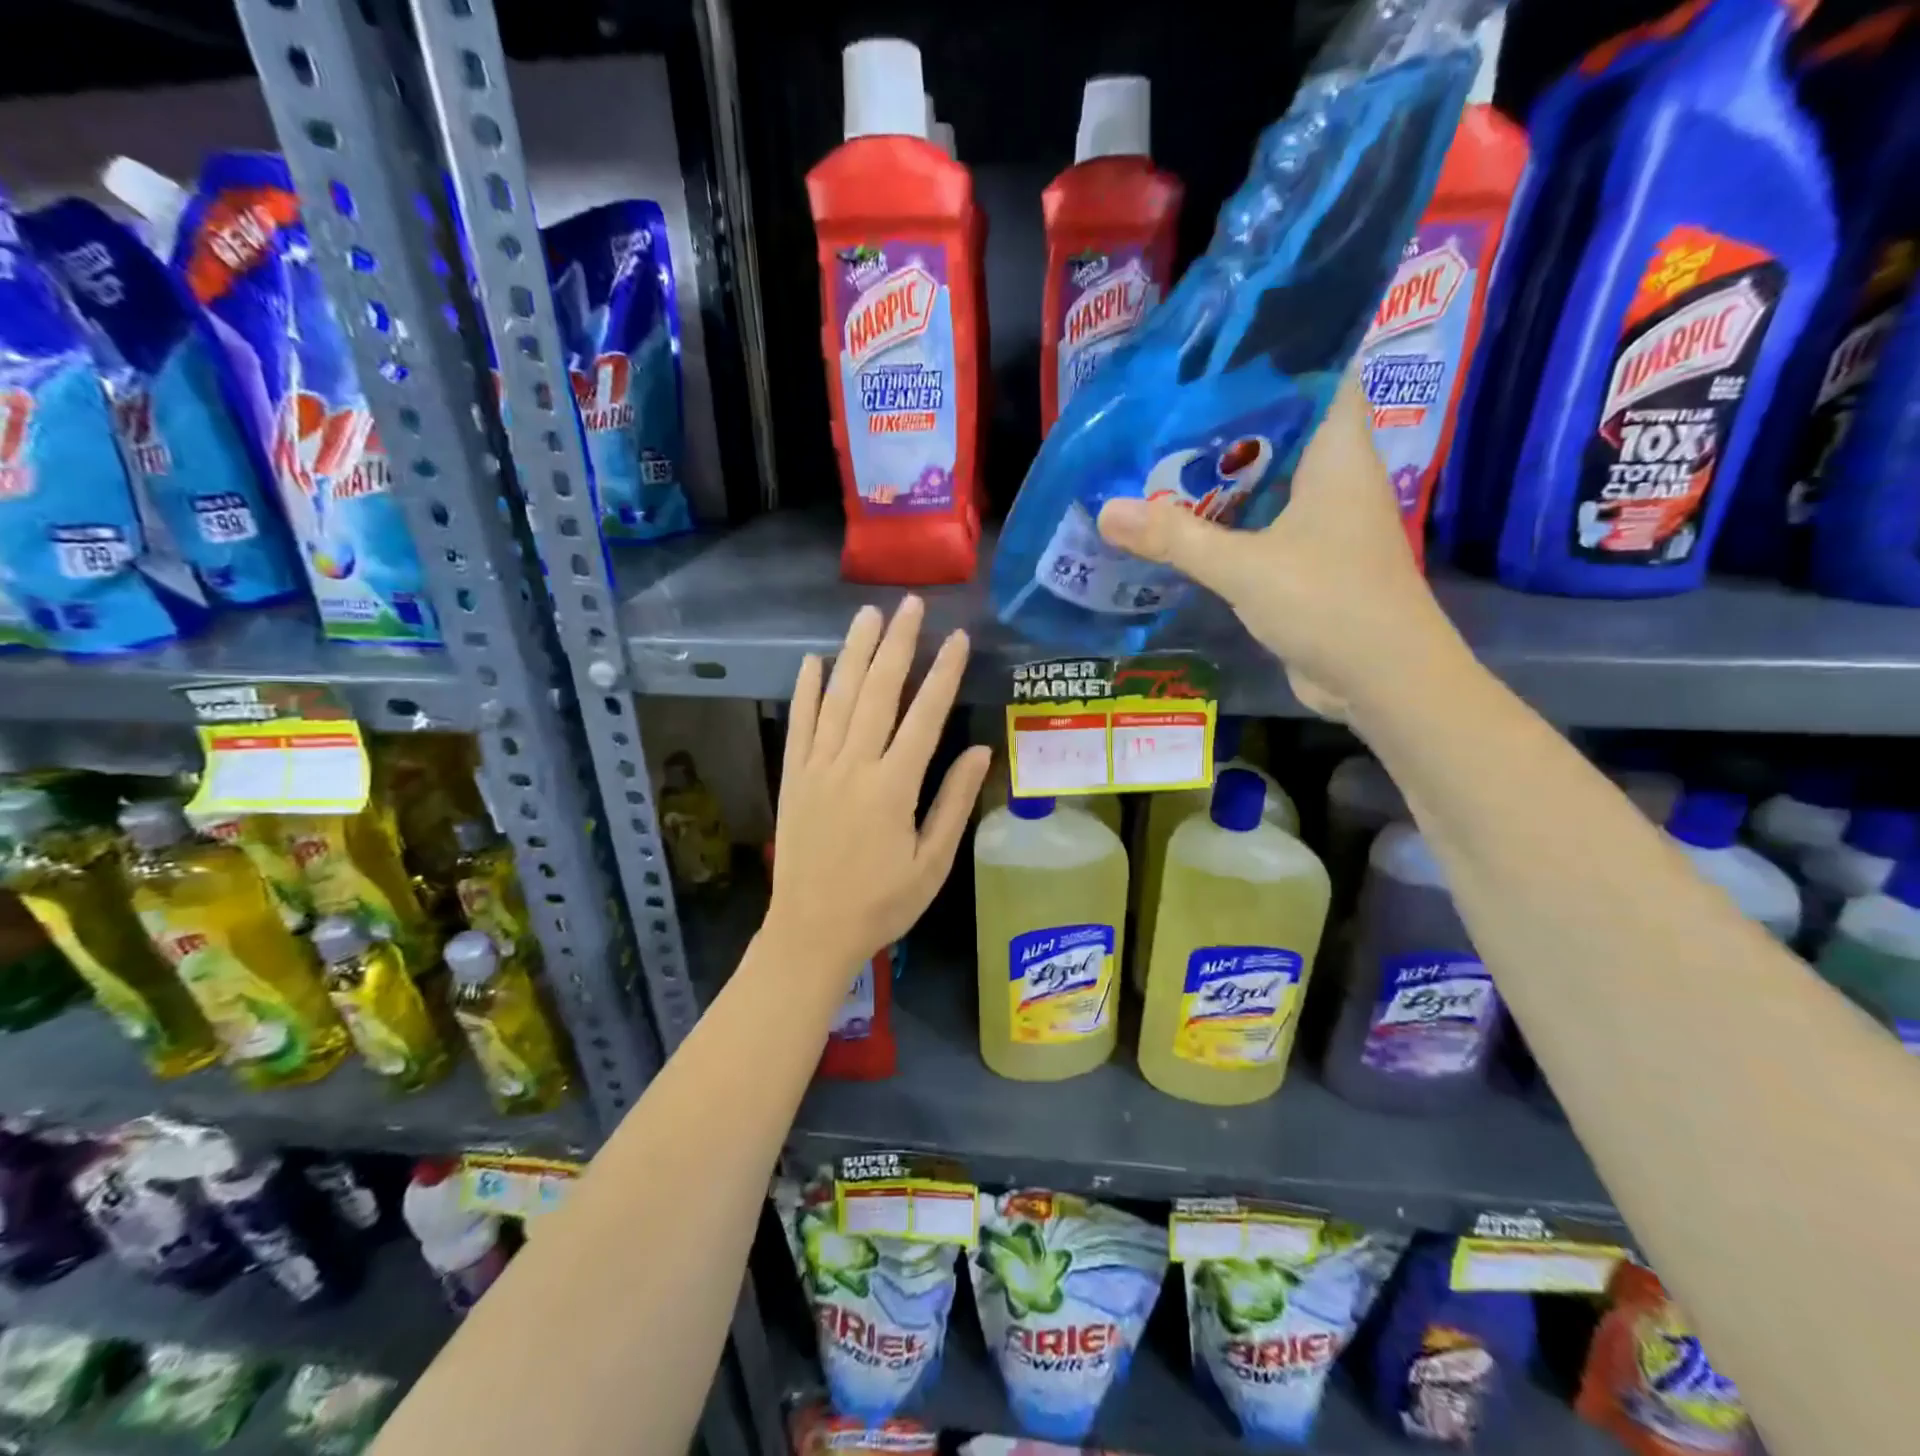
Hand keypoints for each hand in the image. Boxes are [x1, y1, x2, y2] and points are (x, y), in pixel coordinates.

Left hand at [766, 597, 991, 977]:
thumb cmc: (882, 903)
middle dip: (897, 644)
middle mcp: (854, 766)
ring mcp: (817, 768)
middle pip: (877, 692)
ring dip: (854, 653)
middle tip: (910, 605)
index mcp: (894, 787)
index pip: (924, 716)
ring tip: (868, 615)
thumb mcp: (932, 863)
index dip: (943, 674)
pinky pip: (798, 725)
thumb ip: (954, 802)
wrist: (810, 932)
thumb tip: (979, 749)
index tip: (957, 638)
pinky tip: (812, 661)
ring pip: (837, 699)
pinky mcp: (792, 778)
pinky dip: (805, 690)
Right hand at [1095, 376, 1454, 717]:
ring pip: (1266, 483)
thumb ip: (1175, 538)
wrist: (1382, 680)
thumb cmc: (1330, 602)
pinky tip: (1181, 525)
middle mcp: (1334, 478)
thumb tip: (1106, 510)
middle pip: (1279, 432)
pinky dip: (1226, 523)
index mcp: (1337, 454)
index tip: (1210, 359)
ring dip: (1219, 479)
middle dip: (1224, 425)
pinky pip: (1261, 526)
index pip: (1317, 377)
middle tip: (1162, 415)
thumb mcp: (1245, 566)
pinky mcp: (1308, 562)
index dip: (1271, 360)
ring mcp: (1323, 523)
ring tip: (1157, 462)